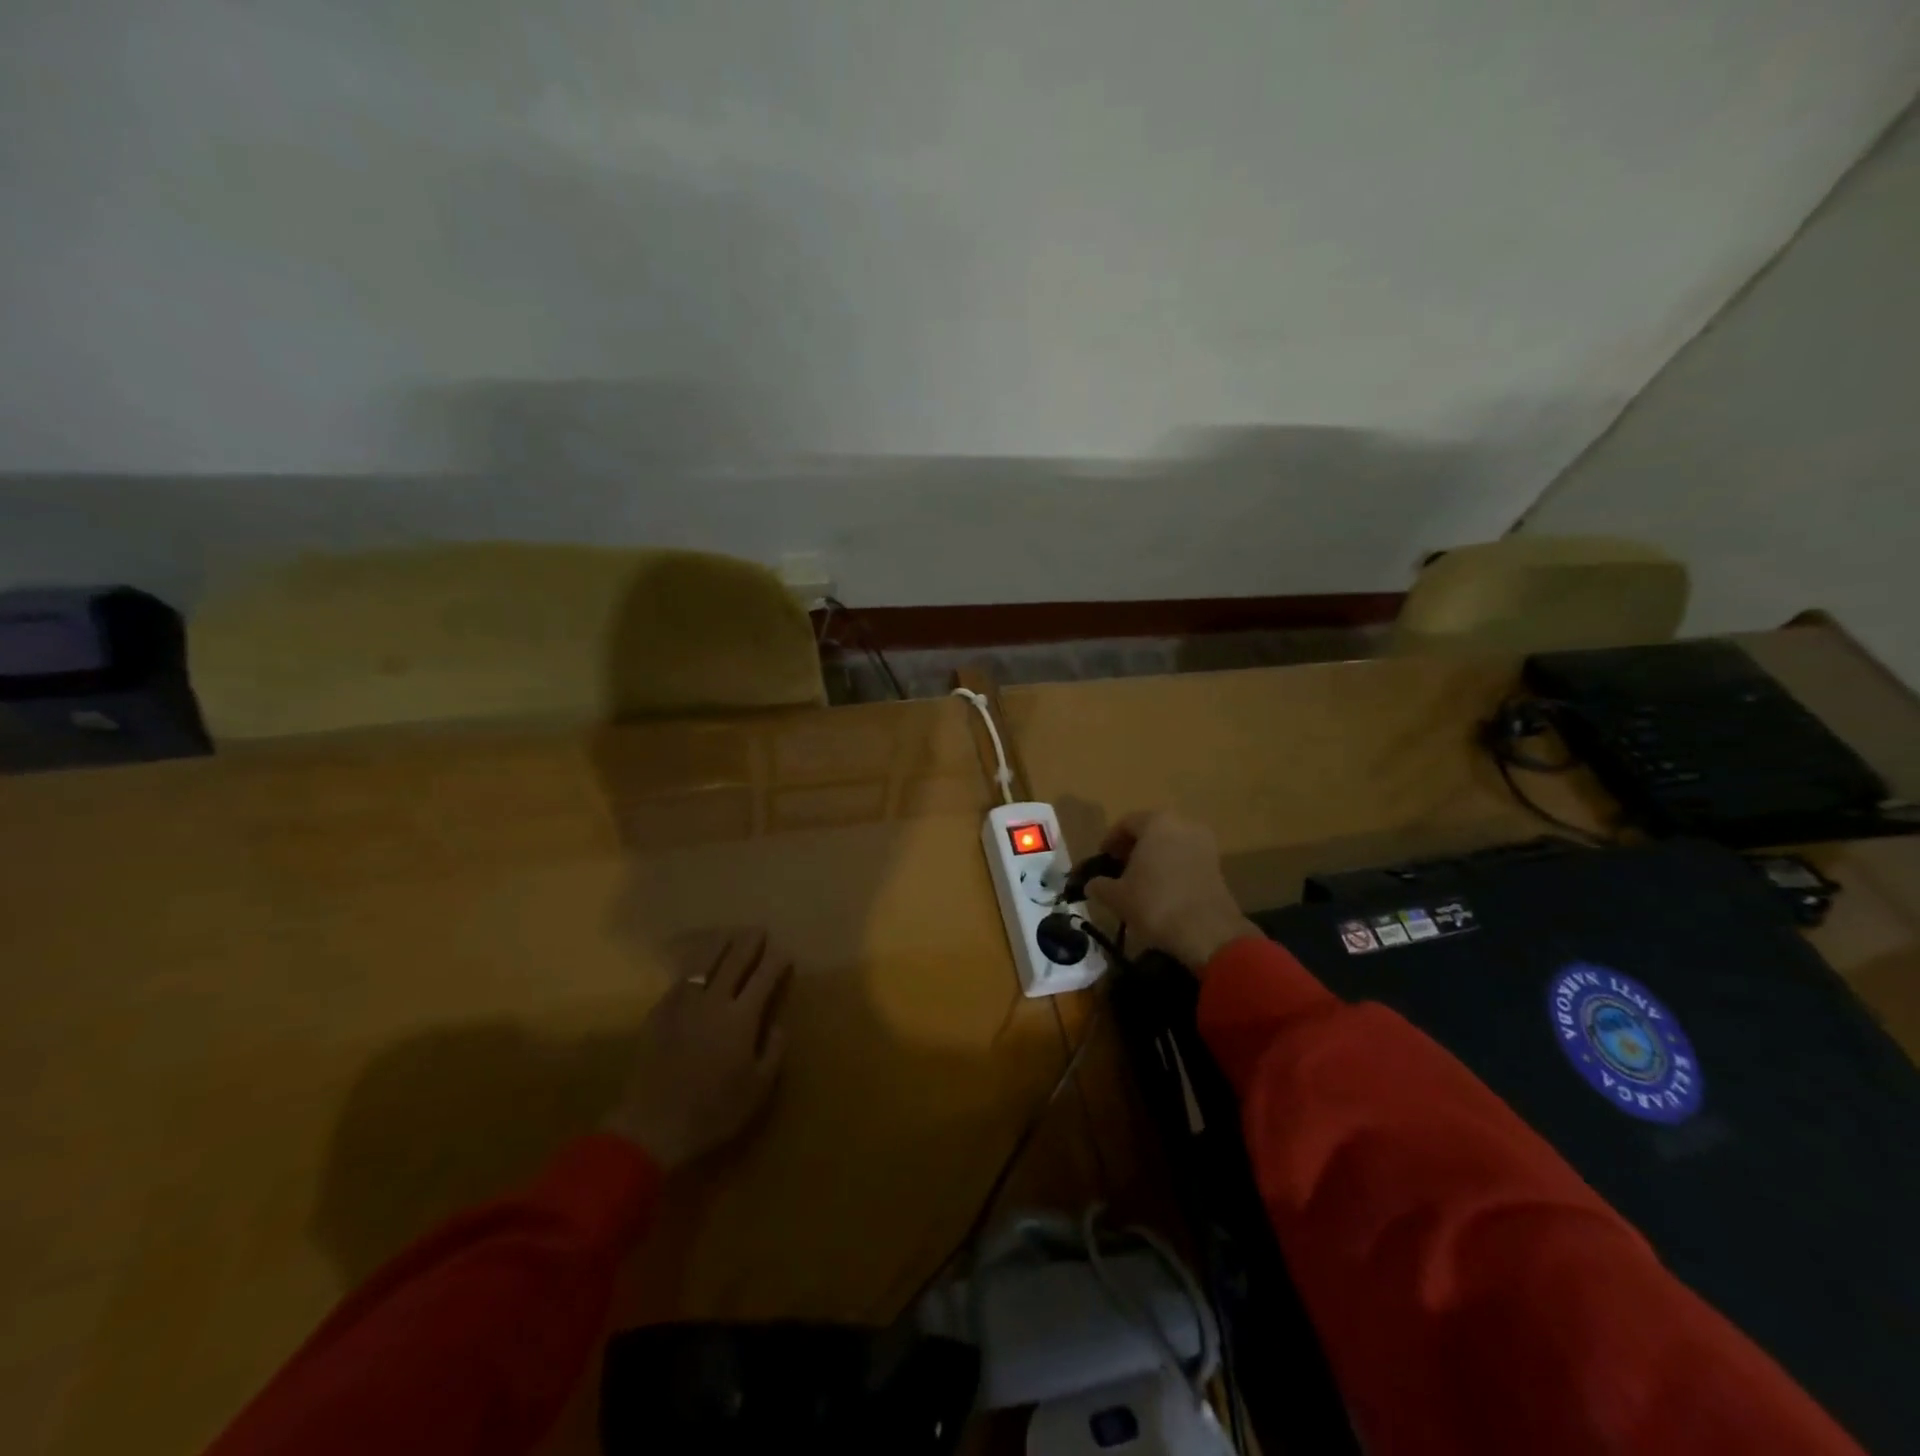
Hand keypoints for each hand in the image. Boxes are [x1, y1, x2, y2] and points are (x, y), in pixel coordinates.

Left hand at [604, 929, 792, 1169]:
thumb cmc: (713, 1111)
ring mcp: (683, 1005)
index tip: (784, 953)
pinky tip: (695, 967)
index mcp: (741, 1018)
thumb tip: (776, 1025)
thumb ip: (772, 1052)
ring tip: (728, 936)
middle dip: (748, 944)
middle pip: (733, 962)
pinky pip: (679, 981)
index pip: (763, 979)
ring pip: (703, 964)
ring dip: (719, 946)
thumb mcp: (757, 1089)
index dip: (775, 963)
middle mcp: (713, 1002)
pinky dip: (692, 967)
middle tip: (758, 931)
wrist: (652, 1126)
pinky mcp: (659, 1014)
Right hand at [1084, 810, 1260, 972]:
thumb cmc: (1156, 904)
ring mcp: (1204, 842)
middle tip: (1119, 868)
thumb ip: (1099, 885)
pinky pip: (1186, 857)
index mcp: (1156, 822)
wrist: (1208, 932)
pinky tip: (1162, 889)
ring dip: (1154, 857)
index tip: (1102, 859)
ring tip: (1141, 881)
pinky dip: (1172, 866)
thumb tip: (1092, 884)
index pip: (1126, 823)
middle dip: (1133, 847)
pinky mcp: (1217, 863)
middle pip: (1150, 830)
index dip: (1110, 841)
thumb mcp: (1116, 897)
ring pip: (1170, 843)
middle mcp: (1182, 823)